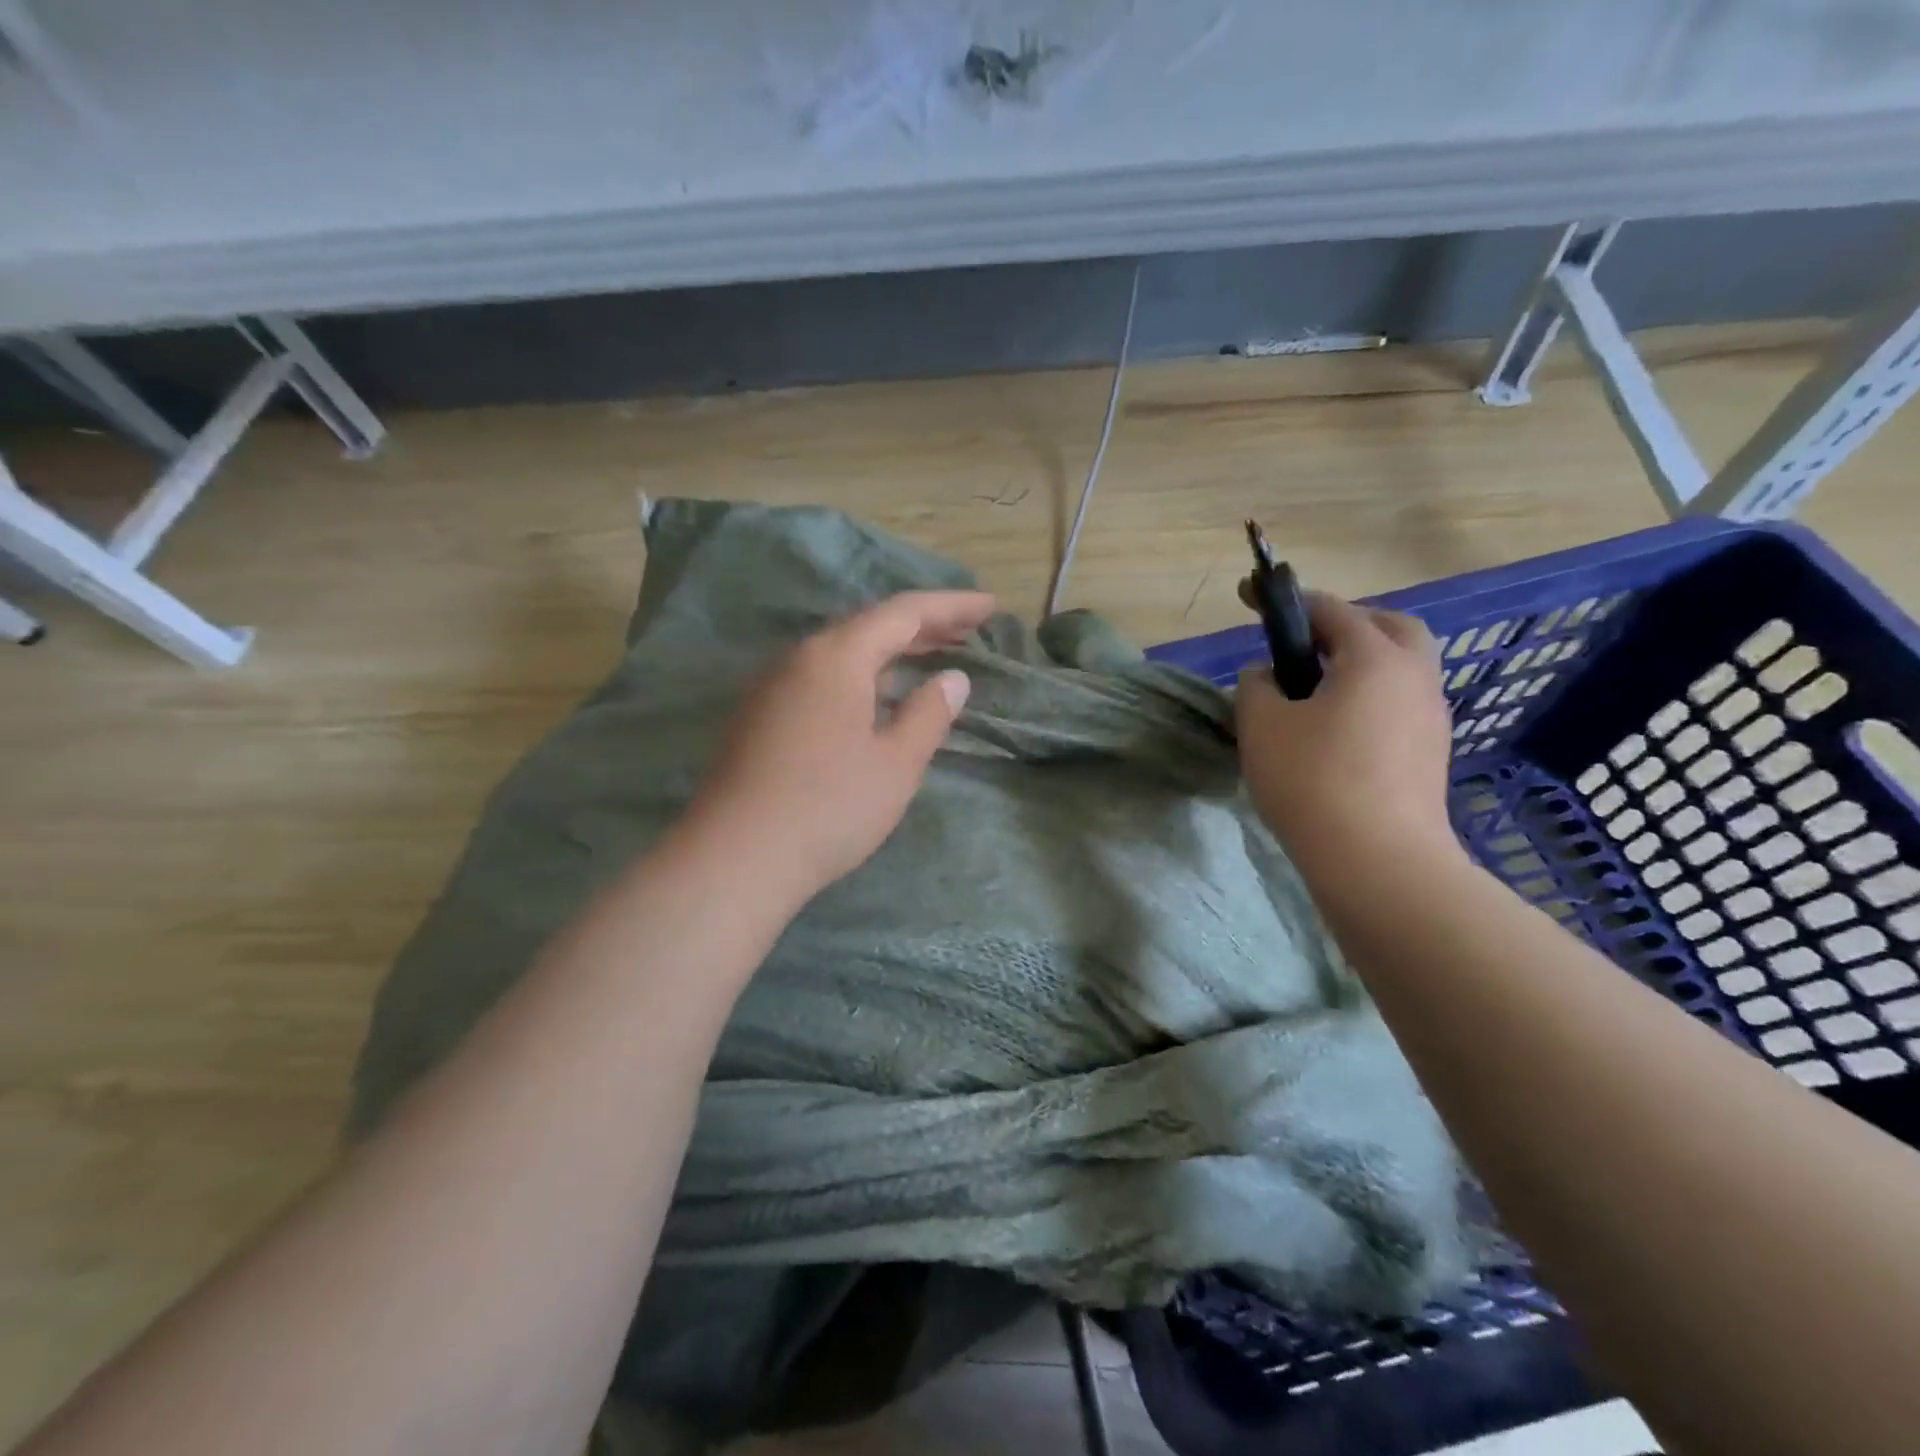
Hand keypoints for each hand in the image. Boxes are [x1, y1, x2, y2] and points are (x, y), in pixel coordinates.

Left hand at [682, 590, 994, 901]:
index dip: (951, 607)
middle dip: (923, 626)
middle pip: (870, 626)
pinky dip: (861, 676)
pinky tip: (876, 698)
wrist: (735, 857)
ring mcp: (773, 687)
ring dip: (890, 651)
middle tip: (969, 630)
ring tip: (931, 656)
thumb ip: (928, 714)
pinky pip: (822, 678)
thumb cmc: (829, 807)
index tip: (990, 606)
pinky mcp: (760, 717)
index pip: (904, 613)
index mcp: (836, 656)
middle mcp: (799, 658)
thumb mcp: (896, 763)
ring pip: (843, 653)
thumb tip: (951, 678)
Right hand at [1235, 588, 1459, 881]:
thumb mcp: (1261, 726)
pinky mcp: (1431, 752)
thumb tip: (1268, 675)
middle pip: (1389, 627)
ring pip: (1401, 667)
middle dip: (1347, 624)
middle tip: (1306, 645)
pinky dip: (1372, 697)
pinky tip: (1337, 729)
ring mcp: (1430, 716)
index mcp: (1373, 658)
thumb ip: (1256, 686)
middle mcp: (1413, 676)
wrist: (1378, 861)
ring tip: (1315, 691)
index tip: (1254, 600)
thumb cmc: (1311, 781)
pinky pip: (1401, 703)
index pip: (1331, 610)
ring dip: (1362, 663)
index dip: (1287, 602)